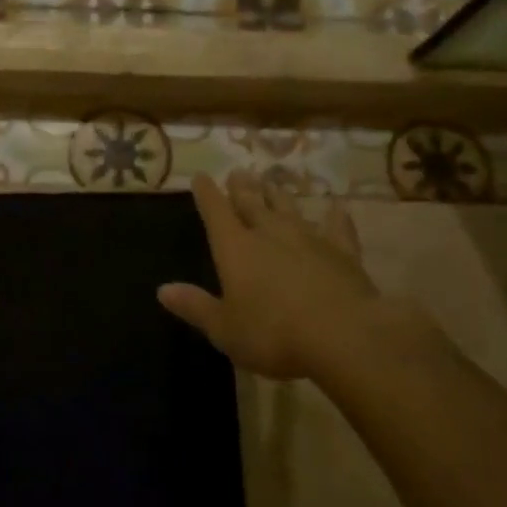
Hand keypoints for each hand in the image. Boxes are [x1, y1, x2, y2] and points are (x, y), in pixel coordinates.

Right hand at [158, 172, 439, 381]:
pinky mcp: (343, 253)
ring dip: (278, 195)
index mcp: (235, 248)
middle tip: (238, 172)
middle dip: (242, 188)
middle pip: (252, 204)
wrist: (343, 335)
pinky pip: (337, 229)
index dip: (206, 194)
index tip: (201, 176)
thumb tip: (162, 289)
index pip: (215, 212)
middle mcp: (269, 234)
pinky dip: (335, 217)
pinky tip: (337, 207)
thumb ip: (195, 306)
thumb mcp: (224, 328)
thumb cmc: (273, 334)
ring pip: (289, 209)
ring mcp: (309, 239)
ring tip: (272, 182)